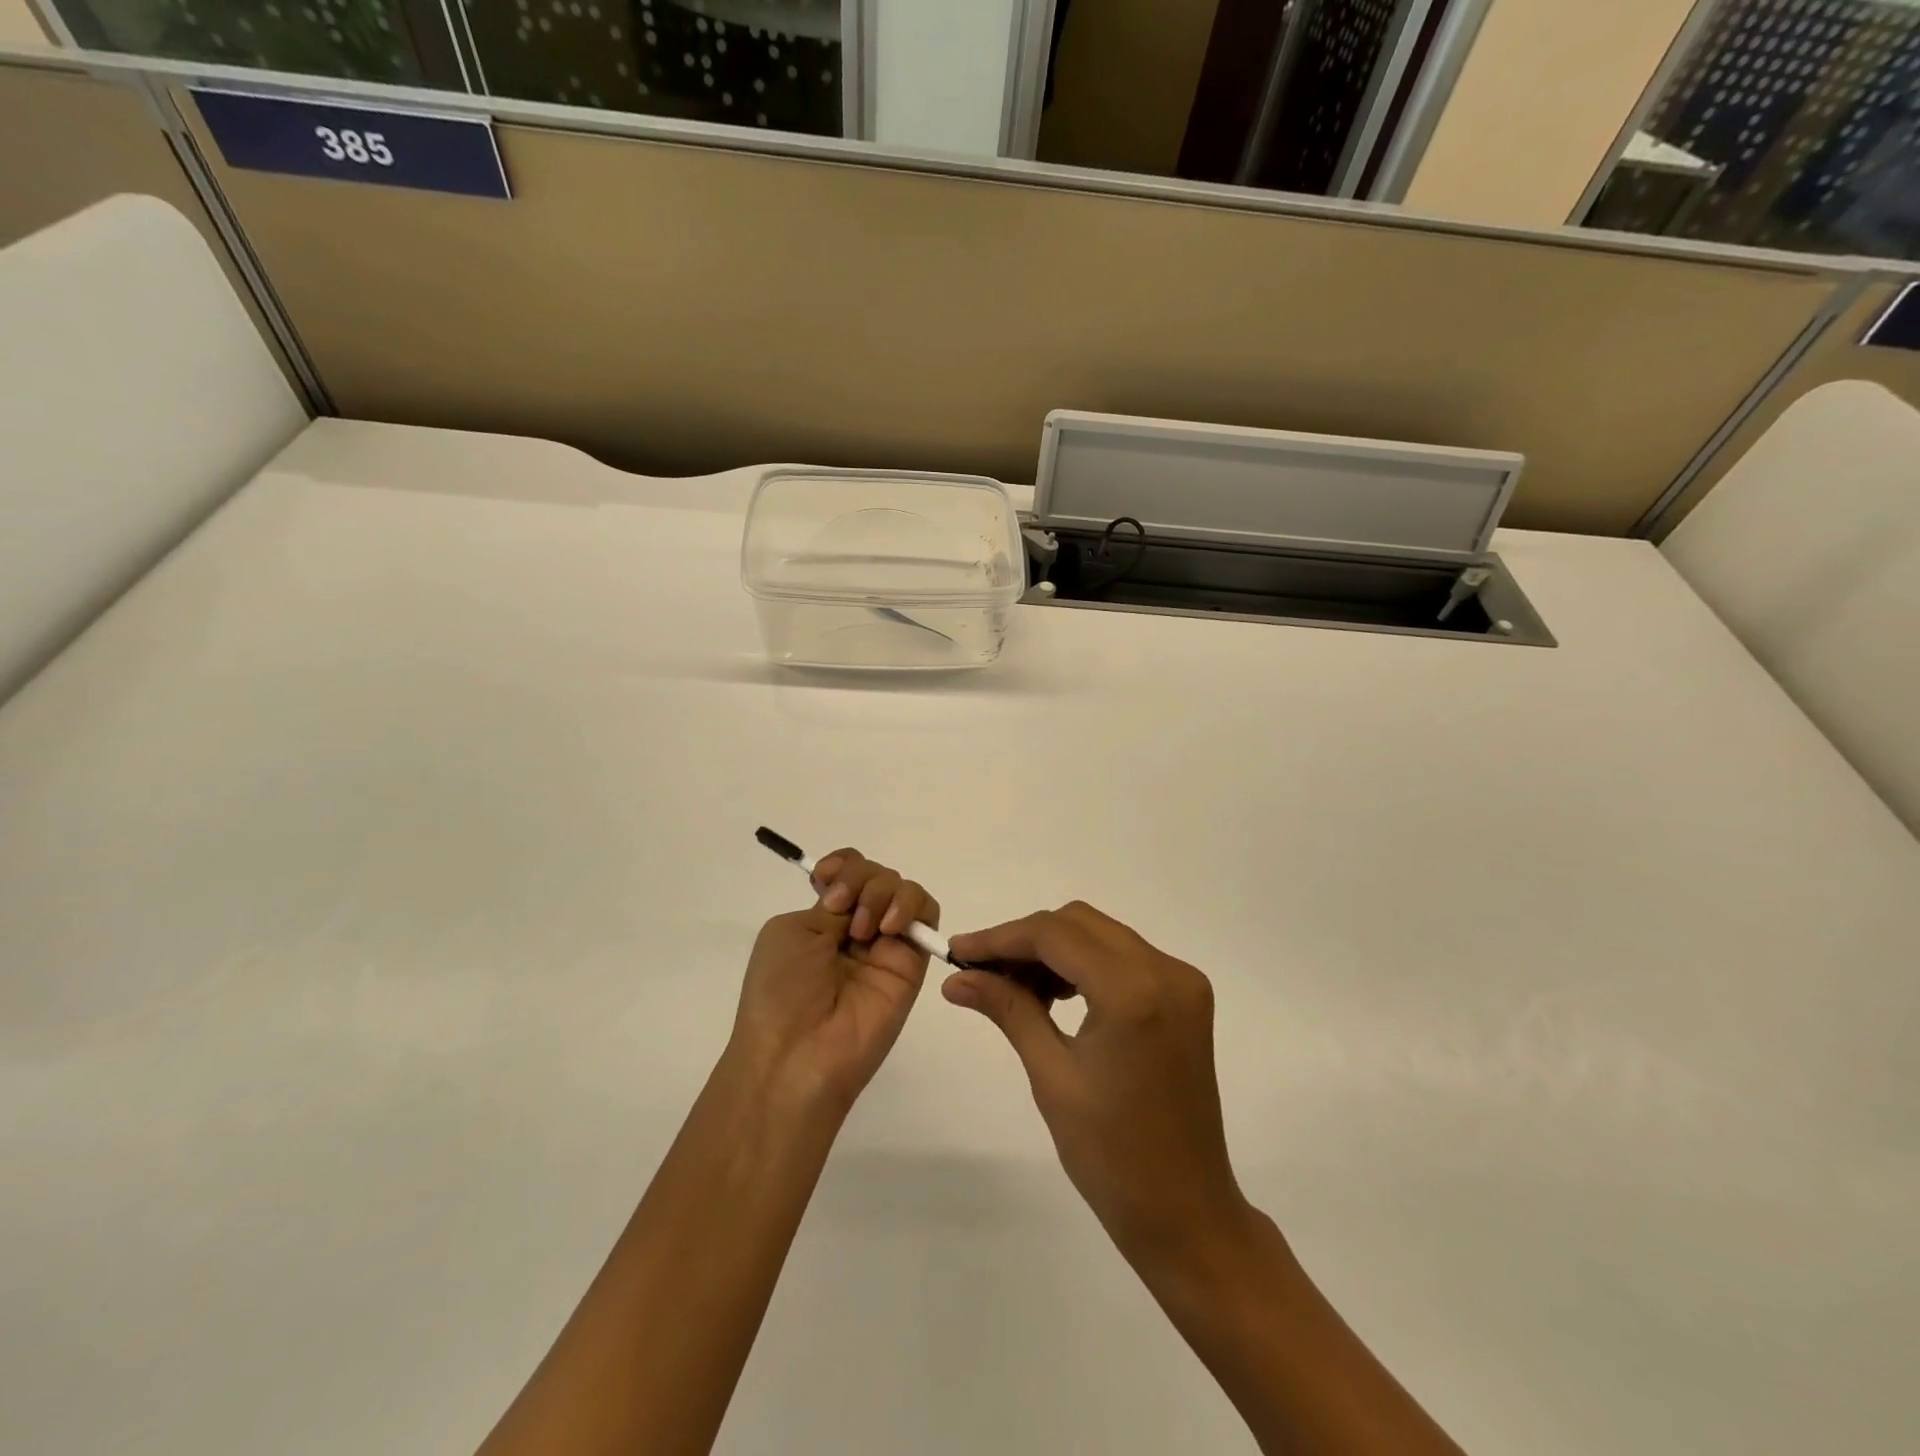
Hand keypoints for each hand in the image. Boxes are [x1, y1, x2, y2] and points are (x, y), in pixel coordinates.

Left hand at [729, 851, 938, 1115]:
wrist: (798, 1052)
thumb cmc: (780, 991)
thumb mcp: (792, 932)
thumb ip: (832, 905)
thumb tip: (859, 901)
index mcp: (823, 919)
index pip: (848, 871)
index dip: (843, 865)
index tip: (826, 878)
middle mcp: (857, 927)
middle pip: (877, 874)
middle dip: (860, 878)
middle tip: (841, 909)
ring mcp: (886, 944)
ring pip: (904, 889)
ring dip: (884, 891)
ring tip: (864, 929)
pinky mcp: (913, 961)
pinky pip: (927, 915)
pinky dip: (911, 905)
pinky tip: (888, 927)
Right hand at [944, 904, 1252, 1272]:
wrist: (1185, 1211)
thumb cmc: (1111, 1155)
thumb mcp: (1051, 1075)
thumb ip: (1007, 1009)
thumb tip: (957, 977)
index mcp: (1133, 992)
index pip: (1054, 935)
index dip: (1000, 938)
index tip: (958, 952)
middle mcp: (1165, 971)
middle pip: (1078, 923)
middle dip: (1025, 940)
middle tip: (982, 972)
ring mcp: (1182, 980)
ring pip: (1100, 934)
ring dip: (1053, 949)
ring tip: (1014, 988)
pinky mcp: (1186, 995)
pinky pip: (1123, 956)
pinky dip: (1084, 963)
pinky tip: (1055, 994)